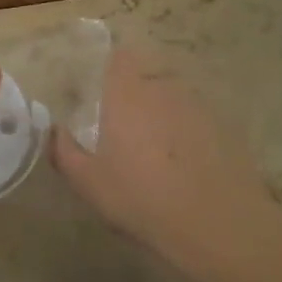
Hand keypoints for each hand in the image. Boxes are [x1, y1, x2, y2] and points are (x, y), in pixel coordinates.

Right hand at [52, 46, 280, 279]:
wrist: (218, 225)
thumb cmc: (142, 198)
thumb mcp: (89, 183)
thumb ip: (65, 151)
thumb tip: (54, 131)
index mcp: (127, 94)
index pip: (120, 57)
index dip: (112, 66)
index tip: (103, 87)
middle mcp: (163, 89)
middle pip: (148, 76)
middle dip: (137, 94)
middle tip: (127, 125)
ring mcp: (199, 107)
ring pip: (175, 98)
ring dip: (165, 113)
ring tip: (159, 148)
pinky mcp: (227, 128)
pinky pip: (199, 120)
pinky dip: (191, 133)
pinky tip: (189, 165)